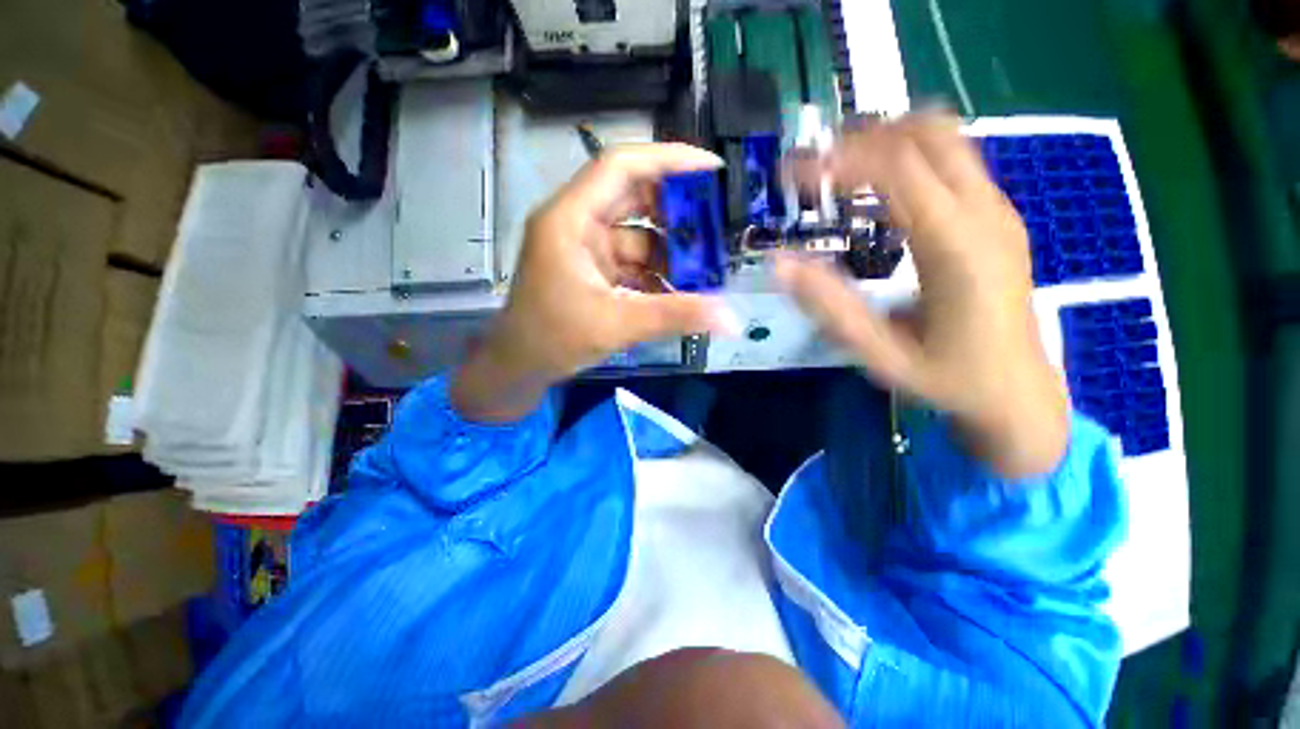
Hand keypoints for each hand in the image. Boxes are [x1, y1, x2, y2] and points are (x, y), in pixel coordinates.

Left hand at [452, 143, 738, 422]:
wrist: (519, 367)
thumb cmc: (553, 339)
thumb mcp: (617, 324)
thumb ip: (674, 316)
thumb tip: (730, 318)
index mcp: (570, 219)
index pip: (620, 167)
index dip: (667, 160)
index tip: (711, 170)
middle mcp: (576, 223)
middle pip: (633, 198)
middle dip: (675, 212)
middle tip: (716, 225)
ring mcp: (585, 247)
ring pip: (636, 234)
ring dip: (669, 250)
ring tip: (706, 267)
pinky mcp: (592, 270)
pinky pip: (631, 261)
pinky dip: (655, 272)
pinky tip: (680, 290)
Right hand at [779, 114, 1068, 477]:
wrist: (1017, 391)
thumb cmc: (947, 378)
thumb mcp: (879, 354)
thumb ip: (830, 307)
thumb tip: (780, 263)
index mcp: (957, 248)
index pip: (895, 169)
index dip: (837, 159)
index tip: (791, 173)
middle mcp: (985, 214)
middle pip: (927, 134)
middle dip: (861, 136)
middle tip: (813, 165)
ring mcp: (997, 210)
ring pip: (945, 137)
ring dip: (885, 139)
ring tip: (838, 169)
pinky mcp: (996, 217)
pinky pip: (953, 160)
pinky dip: (908, 156)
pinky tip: (877, 188)